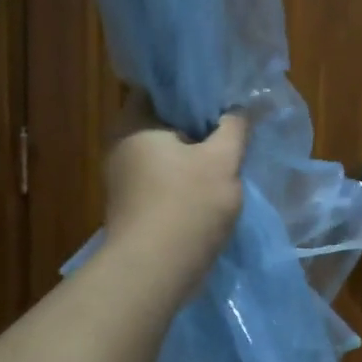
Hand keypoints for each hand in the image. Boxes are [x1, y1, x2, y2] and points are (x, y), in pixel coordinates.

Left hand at [102, 91, 246, 287]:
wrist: (155, 272)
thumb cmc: (187, 205)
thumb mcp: (223, 160)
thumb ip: (234, 128)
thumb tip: (240, 109)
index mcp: (133, 124)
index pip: (161, 90)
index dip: (193, 90)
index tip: (223, 96)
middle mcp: (121, 147)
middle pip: (165, 123)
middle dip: (198, 125)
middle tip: (233, 125)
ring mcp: (124, 179)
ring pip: (167, 155)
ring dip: (195, 156)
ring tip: (228, 156)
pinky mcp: (133, 206)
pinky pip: (164, 180)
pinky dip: (185, 180)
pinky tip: (211, 187)